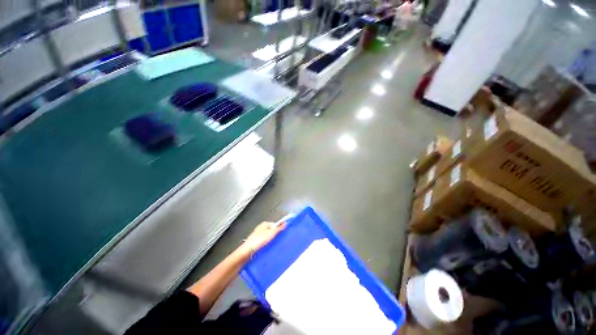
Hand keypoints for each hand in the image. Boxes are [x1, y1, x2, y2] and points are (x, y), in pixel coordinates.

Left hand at [242, 221, 286, 255]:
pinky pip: (264, 243)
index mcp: (264, 224)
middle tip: (280, 240)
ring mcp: (257, 236)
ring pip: (267, 237)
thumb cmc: (259, 240)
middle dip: (275, 235)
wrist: (247, 251)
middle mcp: (260, 228)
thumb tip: (285, 223)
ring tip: (275, 245)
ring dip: (271, 241)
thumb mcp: (271, 233)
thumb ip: (279, 228)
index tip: (284, 233)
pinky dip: (267, 245)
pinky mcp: (255, 243)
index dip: (279, 228)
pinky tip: (269, 249)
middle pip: (271, 230)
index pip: (274, 224)